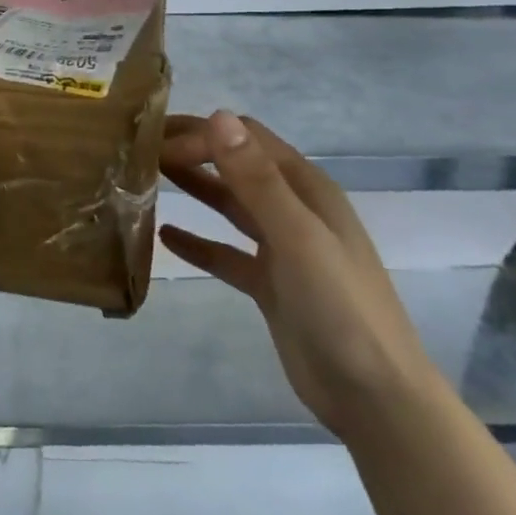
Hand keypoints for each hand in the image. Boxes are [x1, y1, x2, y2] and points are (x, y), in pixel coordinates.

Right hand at [159, 110, 442, 443]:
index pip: (246, 139)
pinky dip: (198, 241)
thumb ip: (257, 178)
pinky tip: (165, 236)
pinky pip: (225, 252)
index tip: (156, 146)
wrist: (375, 399)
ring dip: (194, 187)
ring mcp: (281, 247)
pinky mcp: (269, 284)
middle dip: (193, 152)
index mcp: (306, 188)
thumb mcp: (297, 237)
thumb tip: (218, 116)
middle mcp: (293, 208)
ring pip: (230, 204)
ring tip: (146, 178)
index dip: (202, 135)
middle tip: (140, 151)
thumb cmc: (340, 307)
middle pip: (236, 165)